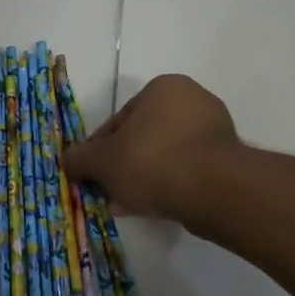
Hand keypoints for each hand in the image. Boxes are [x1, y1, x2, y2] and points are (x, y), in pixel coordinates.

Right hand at [61, 74, 238, 222]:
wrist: (212, 190)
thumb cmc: (151, 161)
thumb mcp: (101, 161)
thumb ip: (79, 159)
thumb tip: (67, 161)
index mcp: (162, 88)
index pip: (119, 119)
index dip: (99, 149)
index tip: (92, 173)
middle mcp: (192, 101)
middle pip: (143, 138)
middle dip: (123, 166)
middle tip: (107, 191)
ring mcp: (215, 131)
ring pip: (164, 157)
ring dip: (143, 179)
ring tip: (126, 205)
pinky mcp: (227, 160)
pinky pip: (187, 171)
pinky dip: (168, 186)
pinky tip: (152, 208)